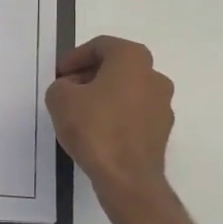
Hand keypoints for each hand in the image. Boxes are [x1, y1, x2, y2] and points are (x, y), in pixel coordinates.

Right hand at [45, 36, 173, 200]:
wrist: (127, 177)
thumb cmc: (94, 128)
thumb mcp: (60, 99)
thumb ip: (61, 85)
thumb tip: (72, 89)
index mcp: (132, 59)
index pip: (100, 46)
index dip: (75, 57)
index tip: (59, 75)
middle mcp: (154, 75)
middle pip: (117, 66)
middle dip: (90, 75)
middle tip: (68, 91)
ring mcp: (163, 104)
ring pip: (127, 90)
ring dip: (104, 95)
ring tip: (80, 114)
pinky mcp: (162, 130)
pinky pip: (135, 113)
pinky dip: (117, 115)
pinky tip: (98, 132)